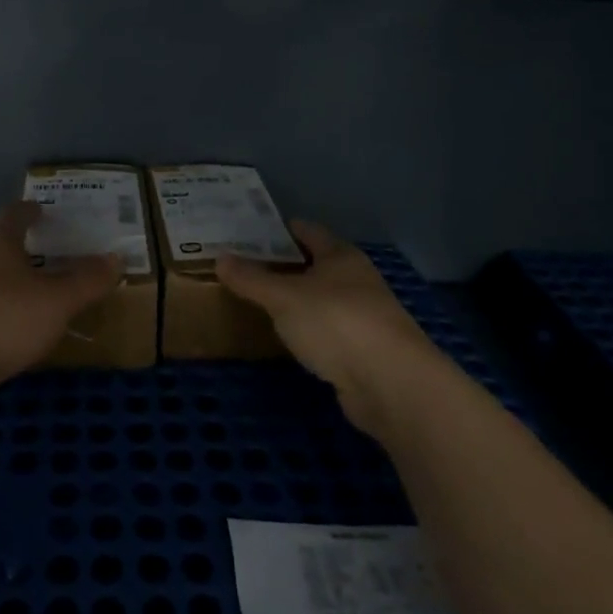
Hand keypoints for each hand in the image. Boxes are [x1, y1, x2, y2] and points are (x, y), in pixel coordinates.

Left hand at [0, 202, 122, 396]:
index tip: (44, 211)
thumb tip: (116, 258)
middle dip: (23, 248)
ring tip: (34, 295)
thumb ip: (88, 281)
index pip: (14, 213)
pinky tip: (9, 329)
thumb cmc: (1, 320)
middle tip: (51, 255)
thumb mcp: (57, 302)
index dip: (31, 211)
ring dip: (9, 281)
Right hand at [217, 222, 439, 435]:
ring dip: (296, 299)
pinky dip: (309, 329)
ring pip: (322, 298)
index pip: (306, 230)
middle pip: (315, 264)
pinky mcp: (365, 350)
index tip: (246, 233)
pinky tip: (290, 338)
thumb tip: (220, 257)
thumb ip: (251, 279)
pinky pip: (328, 330)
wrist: (392, 384)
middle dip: (282, 265)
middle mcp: (356, 279)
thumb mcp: (284, 297)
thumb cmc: (336, 323)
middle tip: (243, 268)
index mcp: (340, 256)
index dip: (278, 229)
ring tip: (259, 302)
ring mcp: (364, 316)